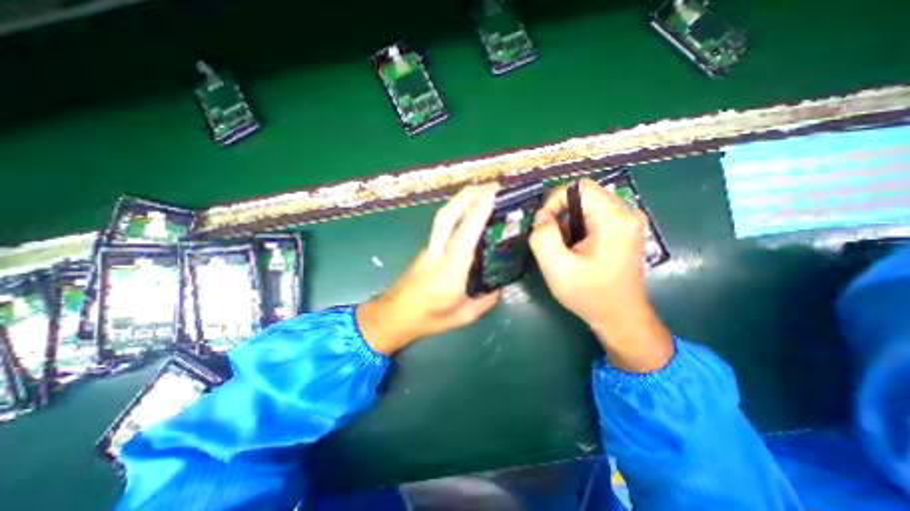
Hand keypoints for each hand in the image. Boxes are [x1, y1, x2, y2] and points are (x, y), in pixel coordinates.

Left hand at [356, 183, 500, 355]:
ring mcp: (429, 247)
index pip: (464, 234)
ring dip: (461, 199)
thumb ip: (486, 300)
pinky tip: (468, 211)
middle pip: (448, 215)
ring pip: (442, 216)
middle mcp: (437, 253)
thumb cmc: (429, 318)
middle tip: (492, 186)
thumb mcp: (464, 316)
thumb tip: (500, 285)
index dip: (478, 211)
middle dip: (469, 195)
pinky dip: (456, 210)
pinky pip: (442, 223)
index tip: (493, 194)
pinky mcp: (426, 247)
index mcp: (449, 271)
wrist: (395, 316)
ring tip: (482, 192)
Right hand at [526, 177, 673, 371]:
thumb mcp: (556, 267)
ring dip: (567, 222)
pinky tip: (575, 248)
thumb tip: (541, 216)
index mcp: (614, 219)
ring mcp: (627, 221)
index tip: (543, 226)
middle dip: (559, 213)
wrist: (620, 317)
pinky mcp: (623, 230)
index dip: (554, 201)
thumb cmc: (589, 294)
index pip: (578, 187)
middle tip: (551, 239)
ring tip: (563, 247)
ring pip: (586, 205)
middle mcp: (626, 213)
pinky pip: (593, 216)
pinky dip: (577, 227)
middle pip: (582, 195)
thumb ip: (543, 236)